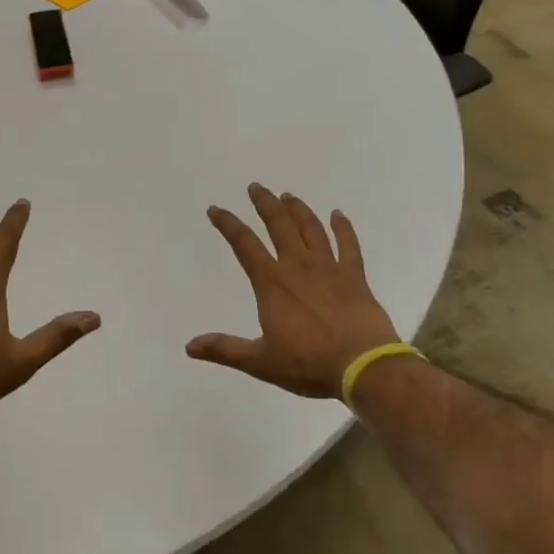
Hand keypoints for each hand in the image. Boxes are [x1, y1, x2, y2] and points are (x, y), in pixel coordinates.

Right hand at [188, 184, 399, 398]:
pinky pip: (349, 245)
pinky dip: (343, 228)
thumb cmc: (308, 363)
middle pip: (279, 225)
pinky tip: (338, 214)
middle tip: (255, 187)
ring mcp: (329, 268)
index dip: (227, 224)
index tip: (215, 209)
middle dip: (264, 204)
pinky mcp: (354, 277)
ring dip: (298, 209)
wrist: (363, 366)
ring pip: (311, 229)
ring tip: (288, 196)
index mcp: (272, 283)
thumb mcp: (260, 361)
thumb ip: (225, 349)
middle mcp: (298, 266)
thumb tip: (190, 346)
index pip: (244, 244)